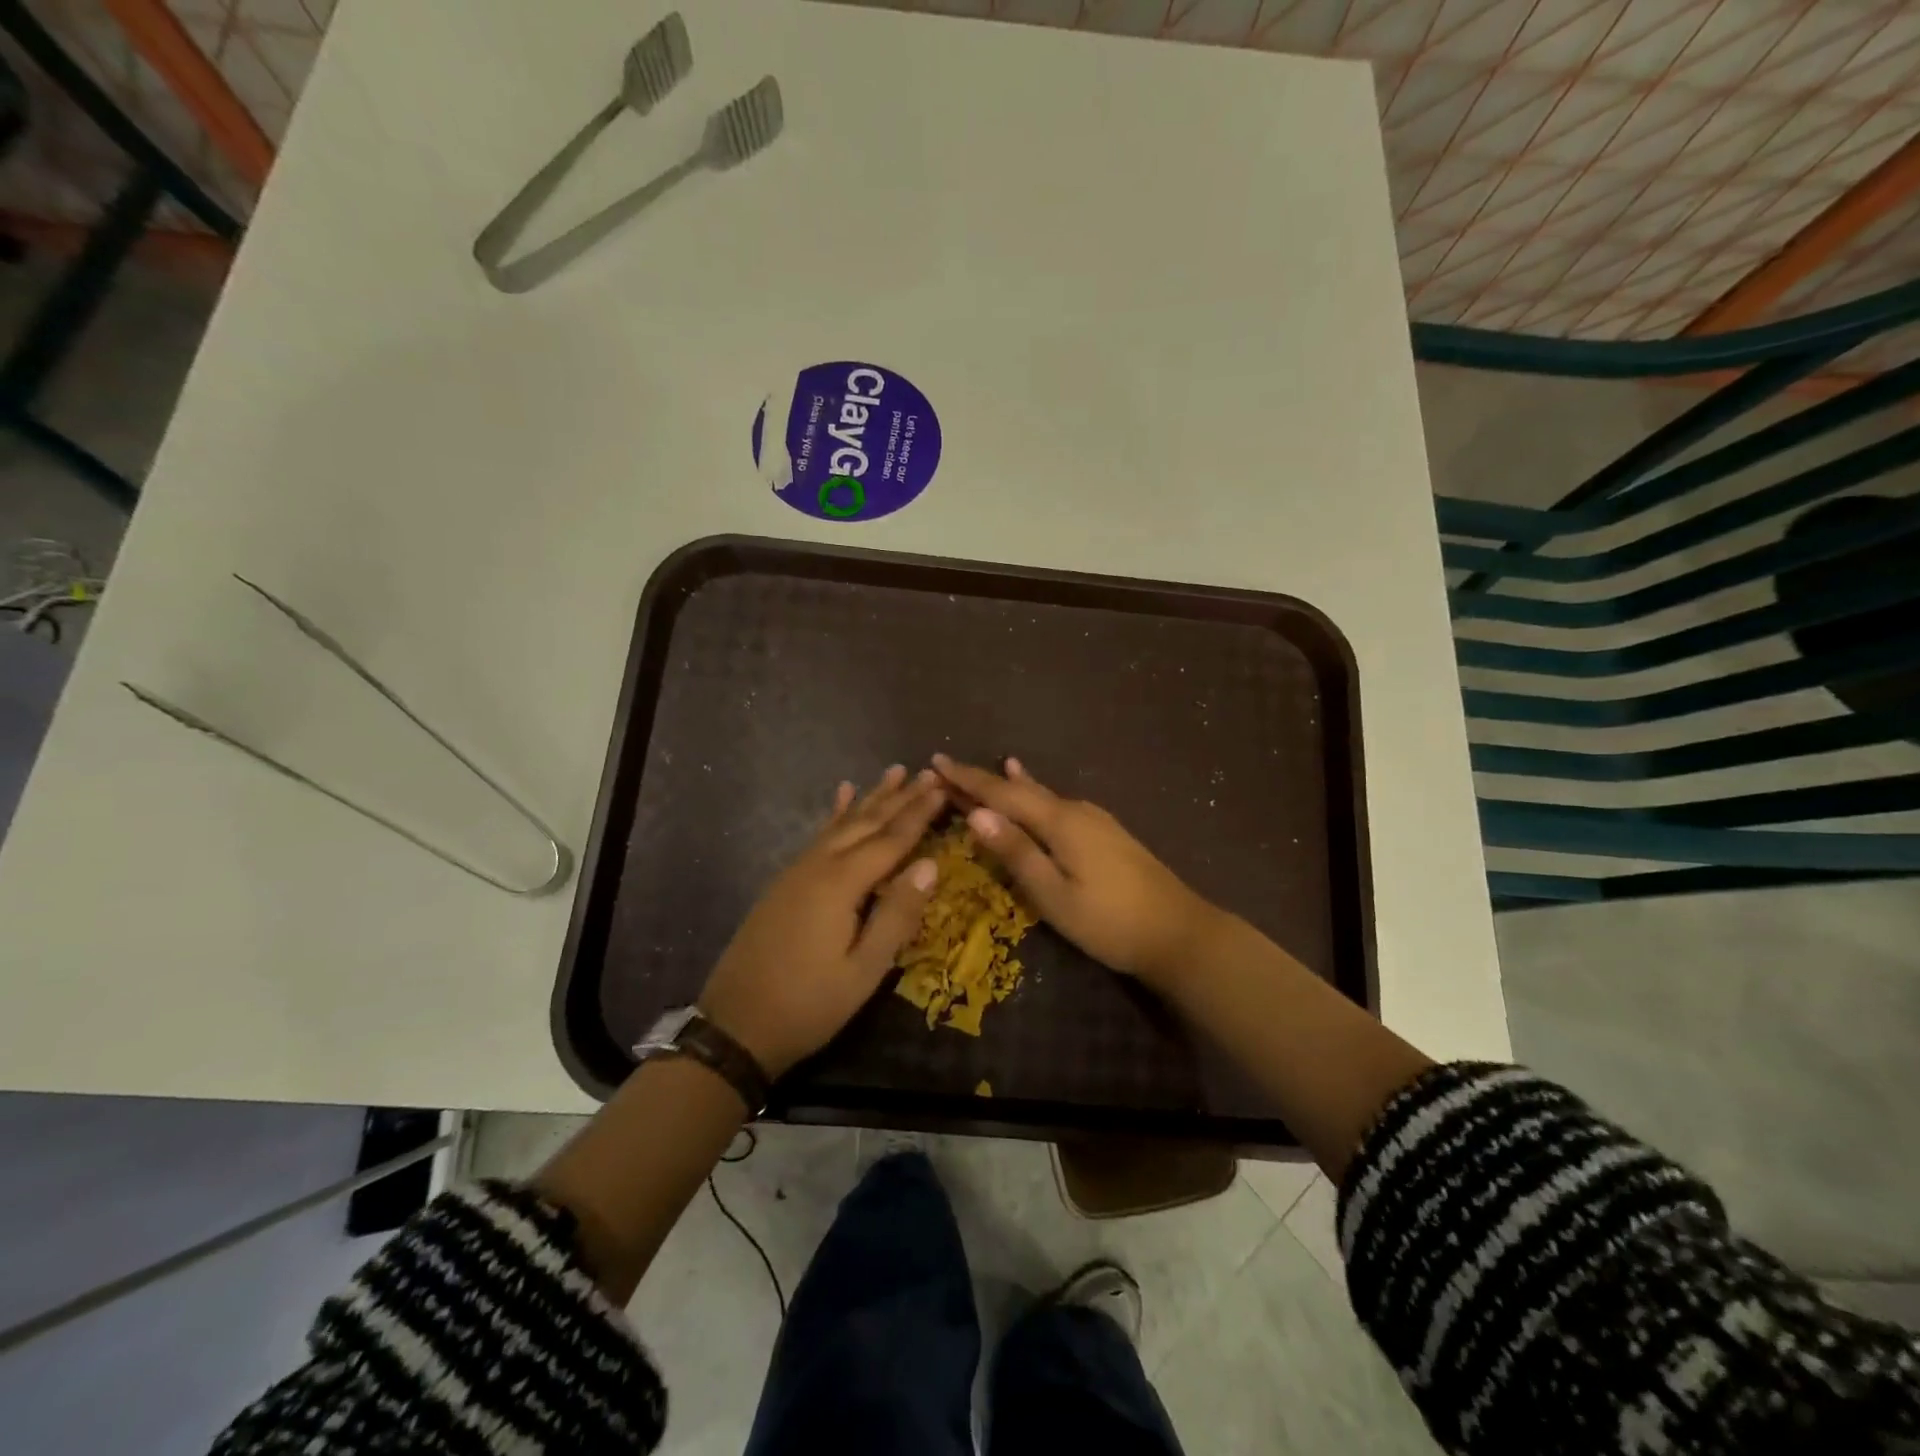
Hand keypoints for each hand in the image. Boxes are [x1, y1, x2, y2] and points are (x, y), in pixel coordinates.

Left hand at [698, 766, 944, 1078]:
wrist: (735, 1026)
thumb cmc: (808, 1005)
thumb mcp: (863, 970)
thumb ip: (897, 914)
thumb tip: (930, 865)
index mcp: (840, 884)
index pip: (891, 840)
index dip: (919, 814)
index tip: (943, 786)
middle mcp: (818, 866)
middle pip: (866, 823)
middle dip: (899, 798)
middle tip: (927, 772)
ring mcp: (797, 871)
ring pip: (841, 824)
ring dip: (870, 797)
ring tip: (893, 772)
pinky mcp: (785, 882)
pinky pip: (818, 836)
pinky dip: (835, 814)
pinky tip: (841, 796)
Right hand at [931, 754, 1220, 988]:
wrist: (1180, 932)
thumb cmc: (1110, 922)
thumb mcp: (1054, 895)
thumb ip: (1016, 852)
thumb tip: (976, 813)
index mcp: (1059, 822)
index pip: (1002, 793)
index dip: (968, 779)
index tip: (936, 762)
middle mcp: (1075, 810)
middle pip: (1020, 790)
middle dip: (983, 781)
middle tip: (947, 771)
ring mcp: (1095, 820)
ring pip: (1040, 796)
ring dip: (1007, 788)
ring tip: (984, 773)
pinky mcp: (1105, 833)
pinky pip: (1057, 805)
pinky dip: (1034, 795)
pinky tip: (1035, 787)